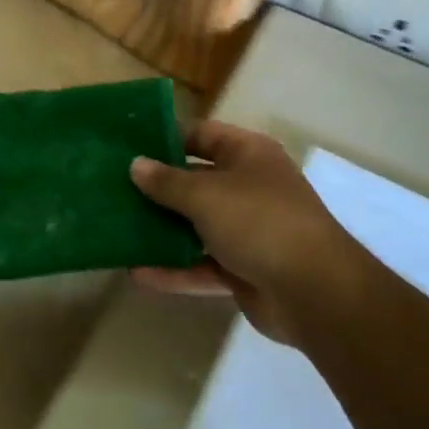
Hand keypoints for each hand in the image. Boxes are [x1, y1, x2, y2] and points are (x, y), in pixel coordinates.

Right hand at [128, 121, 364, 345]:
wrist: (315, 293)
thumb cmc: (259, 222)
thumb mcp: (205, 195)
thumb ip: (166, 181)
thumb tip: (135, 165)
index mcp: (248, 155)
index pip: (201, 135)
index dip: (165, 138)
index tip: (126, 146)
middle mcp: (248, 187)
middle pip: (194, 181)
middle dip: (156, 187)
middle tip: (112, 187)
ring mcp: (246, 230)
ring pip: (194, 225)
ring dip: (161, 230)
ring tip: (118, 228)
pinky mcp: (242, 269)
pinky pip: (200, 265)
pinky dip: (173, 269)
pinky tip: (137, 273)